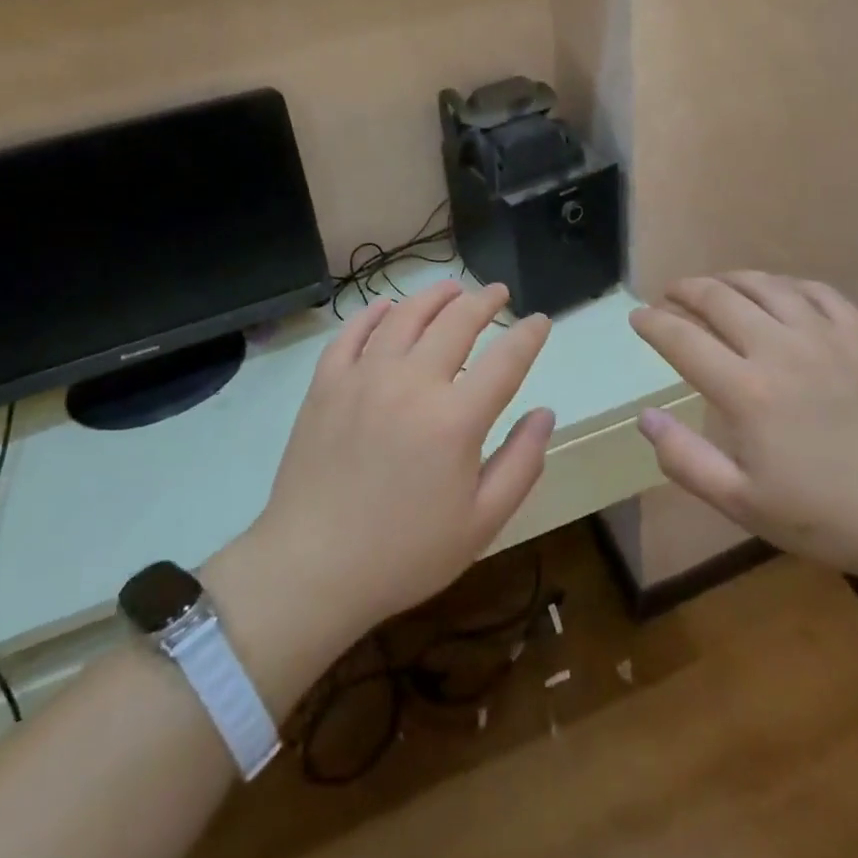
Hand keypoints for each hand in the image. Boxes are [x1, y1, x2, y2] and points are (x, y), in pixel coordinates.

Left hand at [223, 281, 554, 656]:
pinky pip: (353, 332)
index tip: (540, 320)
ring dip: (434, 297)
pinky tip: (388, 308)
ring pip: (406, 316)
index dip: (529, 335)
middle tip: (498, 293)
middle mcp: (411, 383)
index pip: (506, 360)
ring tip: (452, 289)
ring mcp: (363, 377)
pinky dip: (374, 313)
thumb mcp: (481, 523)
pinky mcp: (326, 383)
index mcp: (455, 419)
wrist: (311, 568)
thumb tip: (545, 413)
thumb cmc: (405, 553)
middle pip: (456, 322)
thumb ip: (521, 463)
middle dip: (484, 302)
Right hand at [629, 272, 857, 588]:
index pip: (682, 338)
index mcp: (745, 391)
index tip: (637, 316)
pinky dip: (785, 284)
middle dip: (685, 290)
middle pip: (718, 298)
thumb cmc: (829, 517)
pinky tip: (778, 292)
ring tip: (715, 284)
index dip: (653, 323)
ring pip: (765, 285)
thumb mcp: (744, 504)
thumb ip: (685, 459)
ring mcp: (825, 335)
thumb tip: (645, 417)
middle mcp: (779, 348)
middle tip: (670, 295)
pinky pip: (815, 291)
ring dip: (730, 279)